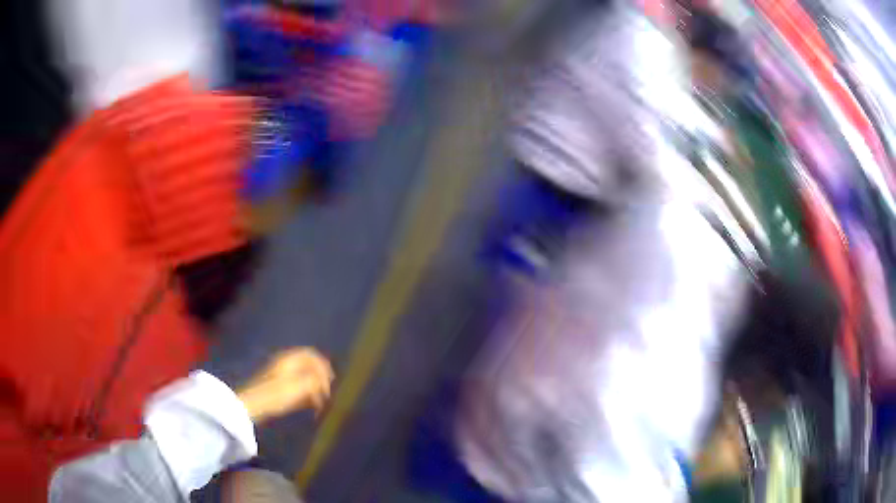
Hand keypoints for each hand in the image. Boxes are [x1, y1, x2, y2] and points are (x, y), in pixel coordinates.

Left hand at [236, 348, 333, 423]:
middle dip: (320, 380)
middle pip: (308, 367)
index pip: (311, 354)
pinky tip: (309, 406)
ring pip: (303, 379)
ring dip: (314, 389)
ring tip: (319, 404)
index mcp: (289, 360)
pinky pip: (297, 387)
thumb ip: (314, 381)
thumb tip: (324, 379)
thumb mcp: (298, 387)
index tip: (331, 381)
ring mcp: (281, 376)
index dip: (323, 365)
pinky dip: (306, 395)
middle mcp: (285, 364)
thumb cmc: (275, 395)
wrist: (253, 405)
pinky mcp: (278, 388)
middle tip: (326, 394)